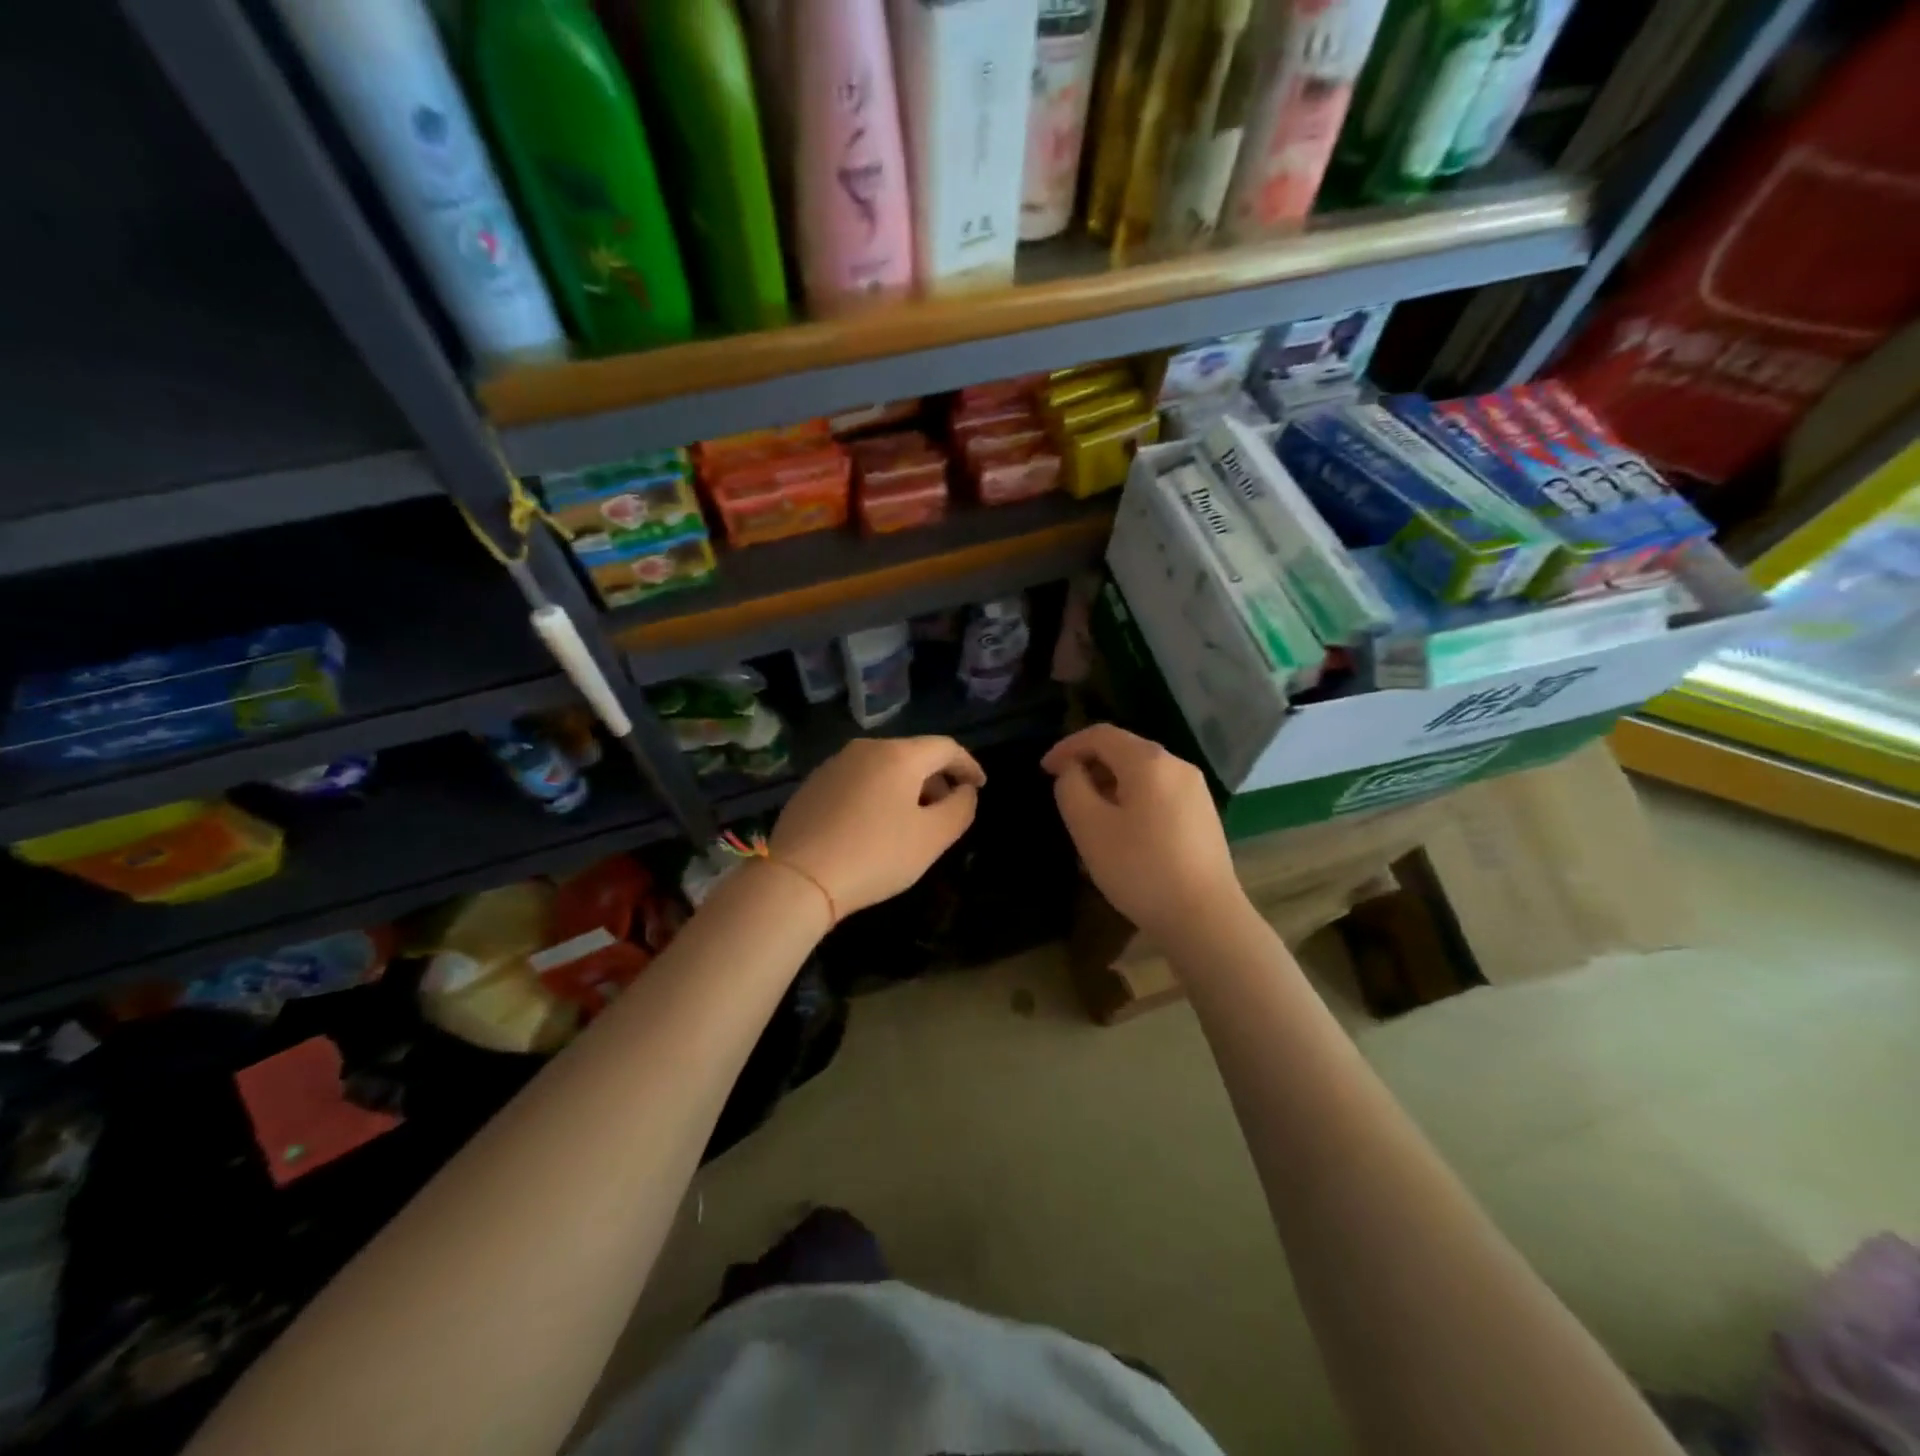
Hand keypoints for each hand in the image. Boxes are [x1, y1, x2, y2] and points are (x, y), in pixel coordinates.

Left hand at [770, 736, 985, 917]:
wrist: (798, 878)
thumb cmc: (875, 855)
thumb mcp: (932, 838)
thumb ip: (960, 809)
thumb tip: (965, 791)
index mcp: (899, 755)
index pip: (946, 747)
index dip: (968, 765)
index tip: (980, 786)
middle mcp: (865, 749)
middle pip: (913, 755)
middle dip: (936, 779)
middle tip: (947, 810)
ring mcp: (834, 765)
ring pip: (883, 768)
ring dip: (905, 788)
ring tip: (911, 821)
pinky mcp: (812, 785)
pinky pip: (858, 781)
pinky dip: (876, 795)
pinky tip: (873, 826)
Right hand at [1042, 724, 1241, 943]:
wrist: (1205, 918)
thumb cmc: (1140, 869)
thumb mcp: (1089, 828)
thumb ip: (1071, 788)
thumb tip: (1072, 771)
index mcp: (1149, 762)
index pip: (1101, 735)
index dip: (1067, 746)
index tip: (1044, 770)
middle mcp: (1177, 765)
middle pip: (1124, 749)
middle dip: (1089, 764)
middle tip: (1065, 792)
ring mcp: (1195, 790)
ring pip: (1142, 772)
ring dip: (1110, 783)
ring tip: (1089, 814)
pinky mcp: (1203, 814)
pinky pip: (1159, 791)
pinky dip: (1132, 798)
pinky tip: (1123, 830)